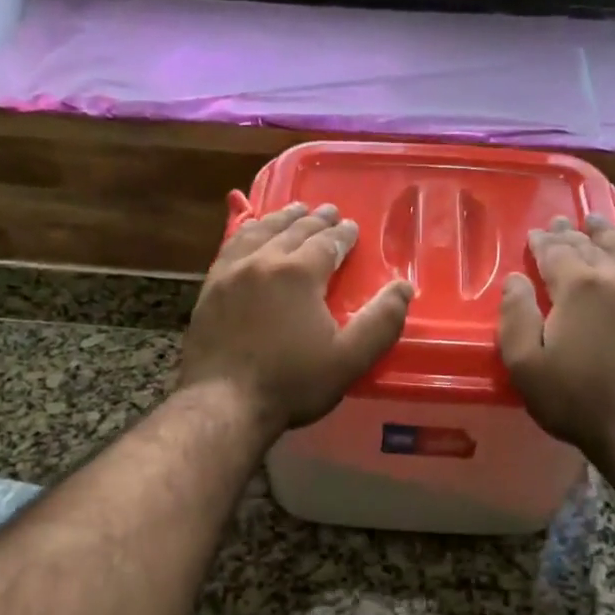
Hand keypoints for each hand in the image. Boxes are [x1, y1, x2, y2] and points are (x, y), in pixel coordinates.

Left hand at [180, 203, 413, 435]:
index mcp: (299, 273)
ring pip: (259, 232)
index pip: (327, 243)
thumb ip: (381, 322)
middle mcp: (264, 260)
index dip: (343, 234)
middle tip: (328, 211)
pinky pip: (230, 246)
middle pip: (293, 230)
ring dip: (280, 219)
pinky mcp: (210, 288)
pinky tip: (249, 235)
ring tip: (293, 211)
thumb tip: (403, 286)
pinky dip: (247, 233)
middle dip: (315, 220)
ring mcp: (231, 272)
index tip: (352, 227)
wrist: (224, 403)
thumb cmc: (291, 382)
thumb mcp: (349, 359)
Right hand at [498, 213, 614, 457]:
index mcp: (579, 287)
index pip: (556, 252)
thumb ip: (515, 315)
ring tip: (596, 223)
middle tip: (561, 223)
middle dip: (571, 234)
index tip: (534, 234)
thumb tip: (515, 280)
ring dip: (606, 235)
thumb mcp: (525, 364)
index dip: (542, 242)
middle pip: (590, 246)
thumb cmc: (575, 398)